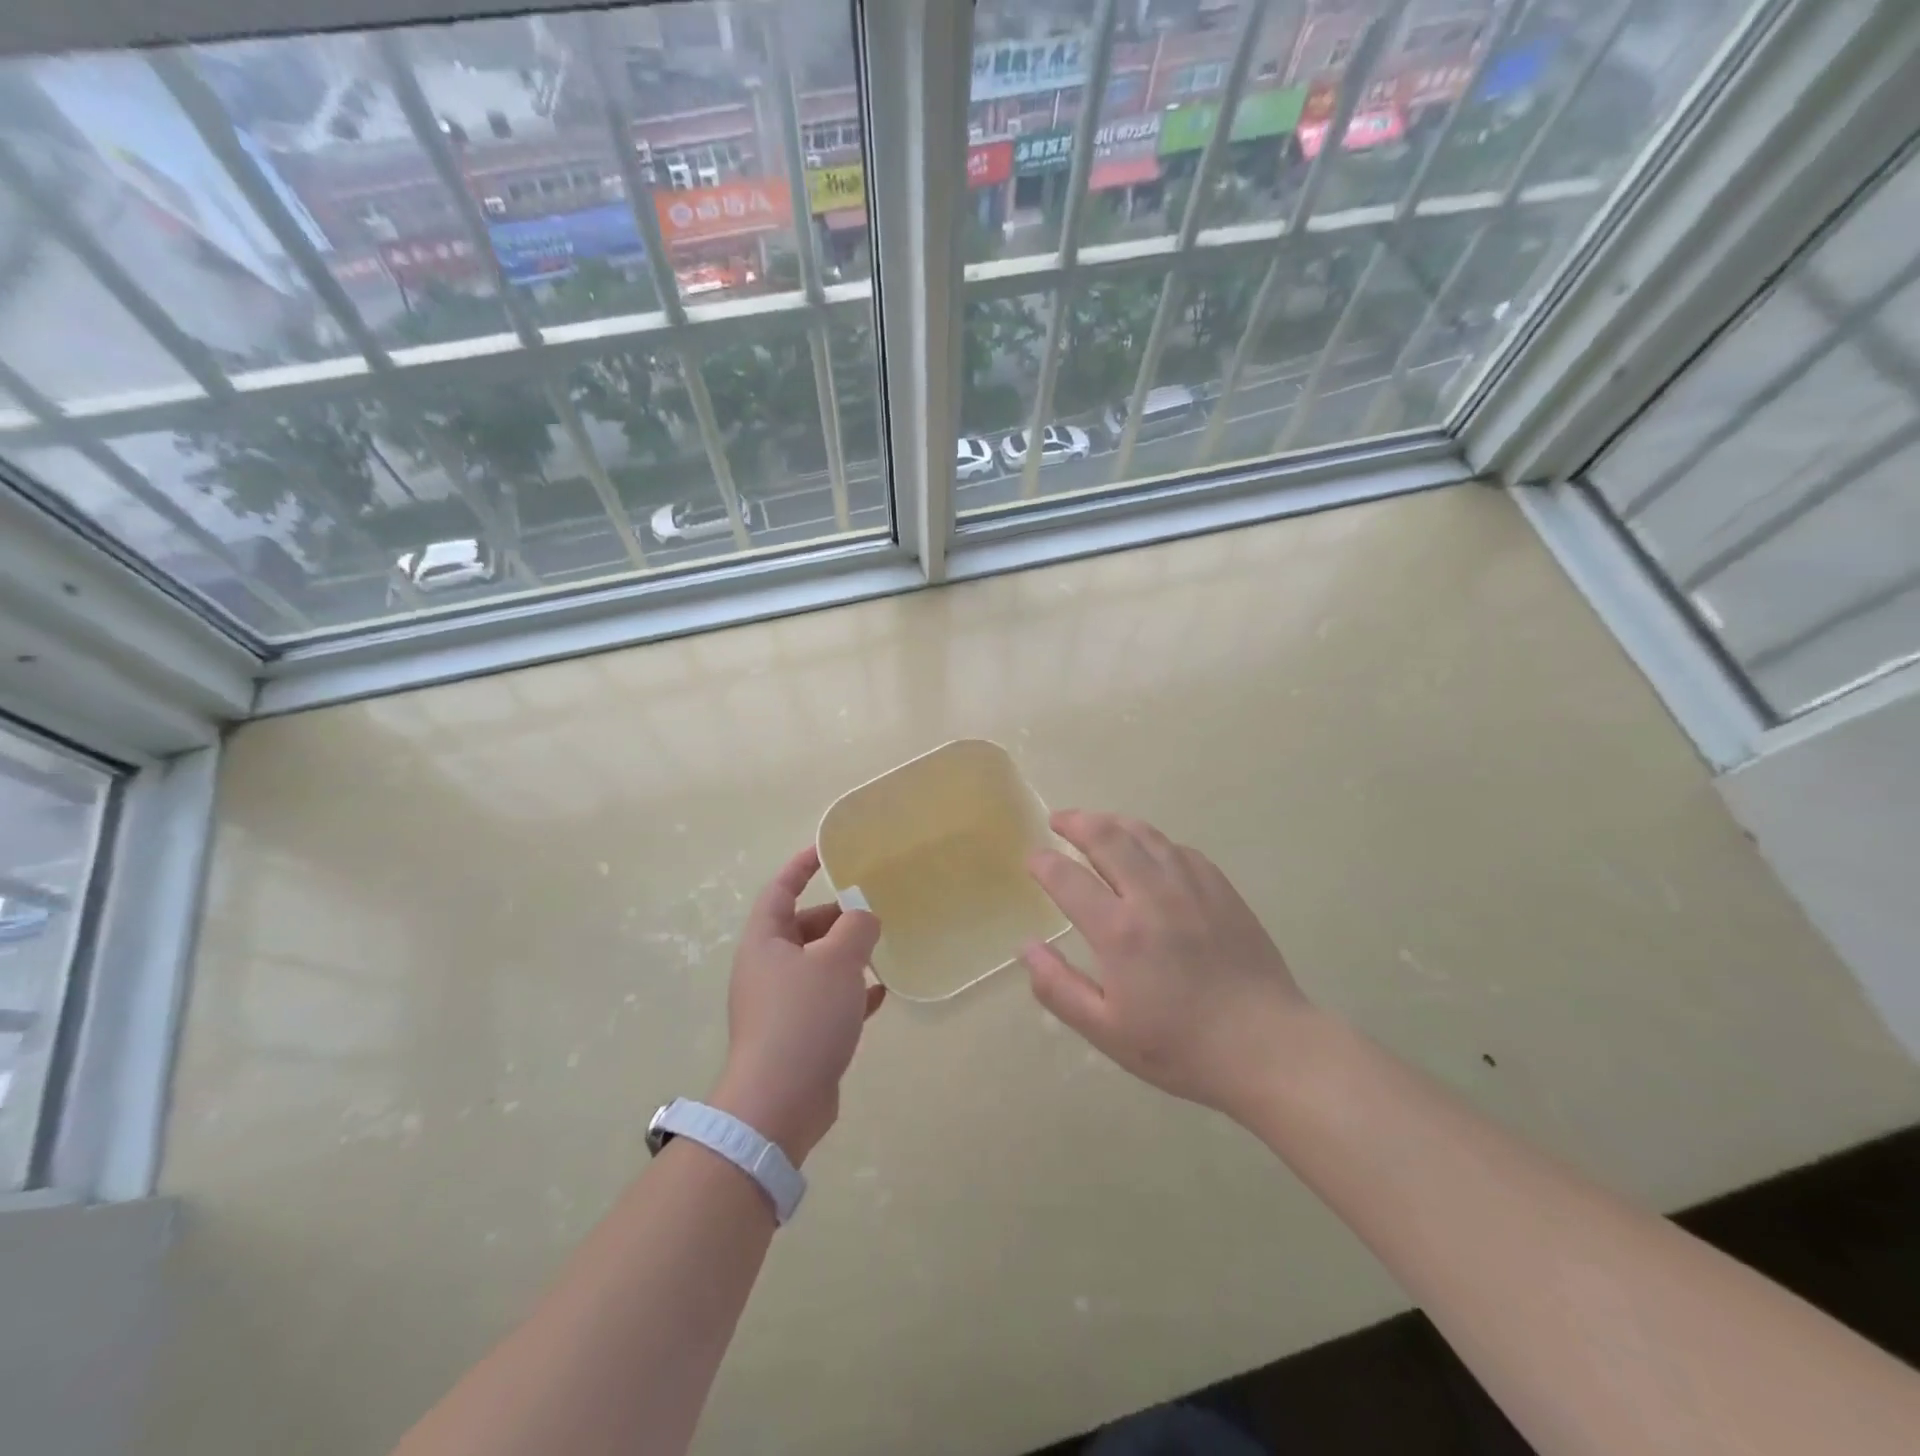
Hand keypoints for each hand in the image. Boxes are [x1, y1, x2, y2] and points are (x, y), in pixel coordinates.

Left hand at [710, 846, 883, 1165]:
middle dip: (835, 917)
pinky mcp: (796, 1035)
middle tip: (871, 912)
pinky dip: (850, 992)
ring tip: (881, 949)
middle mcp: (767, 968)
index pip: (780, 890)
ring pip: (817, 966)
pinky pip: (826, 1001)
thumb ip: (856, 928)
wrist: (780, 1102)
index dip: (801, 867)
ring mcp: (780, 1005)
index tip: (826, 851)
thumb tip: (864, 916)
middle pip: (801, 928)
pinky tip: (880, 993)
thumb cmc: (804, 1017)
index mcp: (765, 942)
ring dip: (846, 956)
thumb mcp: (837, 961)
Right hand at [1023, 810, 1312, 1118]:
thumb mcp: (1106, 1031)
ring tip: (1096, 823)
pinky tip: (1149, 850)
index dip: (1044, 864)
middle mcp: (1152, 895)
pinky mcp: (1221, 888)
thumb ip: (1059, 987)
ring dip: (1113, 822)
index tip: (1033, 860)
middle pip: (1107, 838)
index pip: (1067, 878)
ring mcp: (1191, 886)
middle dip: (1075, 823)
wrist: (1266, 1046)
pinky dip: (1153, 841)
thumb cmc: (1180, 1046)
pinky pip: (1179, 848)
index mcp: (1119, 931)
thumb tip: (1026, 947)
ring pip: (1145, 834)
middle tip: (1058, 820)